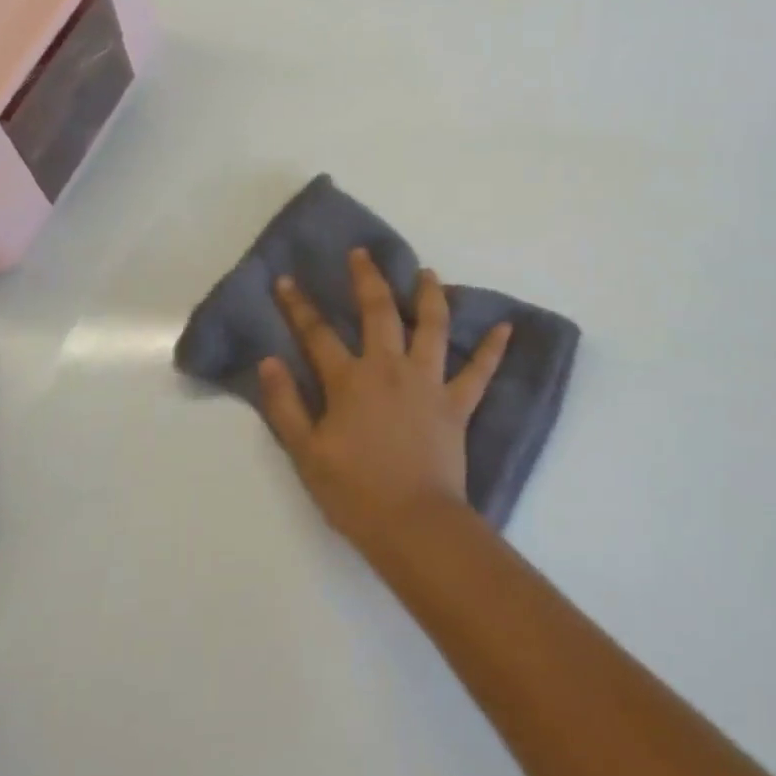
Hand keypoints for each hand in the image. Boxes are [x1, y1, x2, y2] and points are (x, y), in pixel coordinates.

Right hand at [259, 248, 511, 548]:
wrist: (411, 522)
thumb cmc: (353, 492)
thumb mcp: (305, 453)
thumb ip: (285, 405)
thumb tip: (269, 361)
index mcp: (350, 381)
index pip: (317, 334)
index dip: (298, 306)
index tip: (286, 279)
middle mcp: (390, 369)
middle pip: (379, 312)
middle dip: (367, 279)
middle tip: (362, 253)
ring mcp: (428, 383)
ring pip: (432, 326)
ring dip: (429, 296)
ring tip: (428, 273)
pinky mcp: (457, 404)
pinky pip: (480, 371)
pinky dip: (493, 349)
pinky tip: (506, 327)